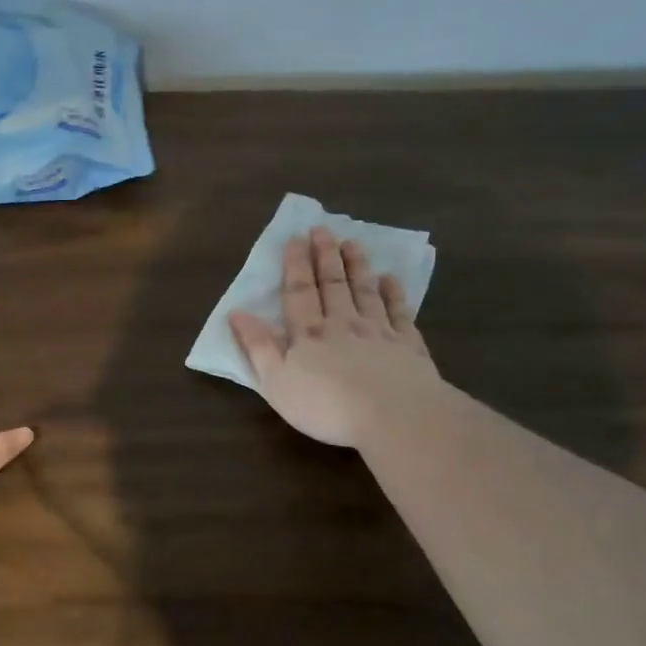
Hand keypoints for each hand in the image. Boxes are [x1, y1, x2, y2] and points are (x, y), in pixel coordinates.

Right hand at [229, 227, 442, 448]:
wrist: (394, 416)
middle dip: (325, 256)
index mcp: (308, 334)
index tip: (295, 238)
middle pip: (332, 284)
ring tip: (352, 243)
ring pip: (364, 291)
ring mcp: (378, 331)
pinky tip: (390, 280)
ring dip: (356, 266)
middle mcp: (343, 323)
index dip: (295, 265)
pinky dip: (394, 293)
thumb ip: (258, 346)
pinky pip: (399, 312)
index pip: (299, 292)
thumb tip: (237, 313)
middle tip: (322, 229)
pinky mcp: (407, 345)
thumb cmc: (326, 405)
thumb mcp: (277, 382)